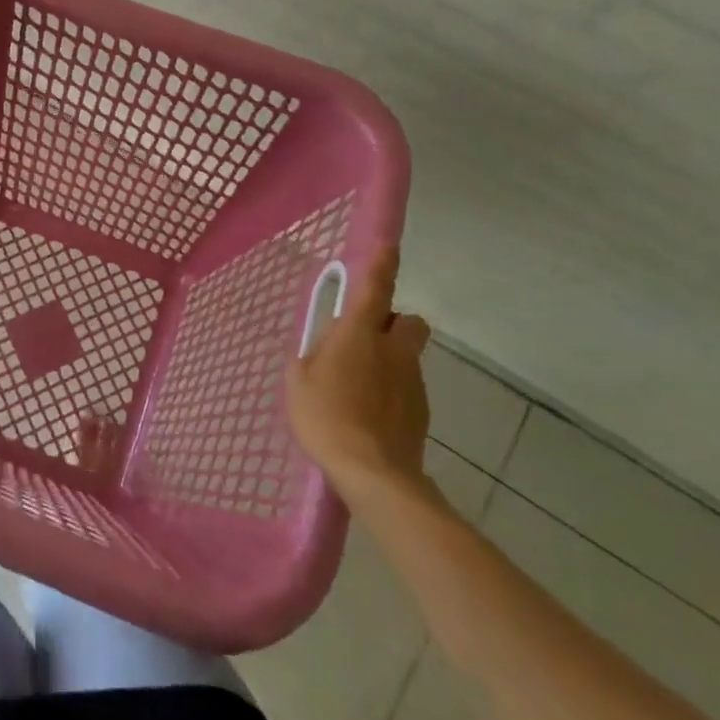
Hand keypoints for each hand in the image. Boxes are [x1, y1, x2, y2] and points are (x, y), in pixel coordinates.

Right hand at [286, 245, 432, 499]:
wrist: (374, 472)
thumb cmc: (325, 417)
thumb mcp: (298, 381)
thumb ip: (310, 356)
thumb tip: (321, 348)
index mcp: (359, 334)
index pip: (376, 288)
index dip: (382, 264)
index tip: (388, 246)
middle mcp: (393, 349)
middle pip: (407, 321)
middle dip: (392, 323)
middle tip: (363, 339)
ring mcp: (412, 380)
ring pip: (406, 355)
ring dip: (388, 359)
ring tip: (357, 388)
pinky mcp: (421, 410)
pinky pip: (406, 385)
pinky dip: (391, 390)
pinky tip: (368, 414)